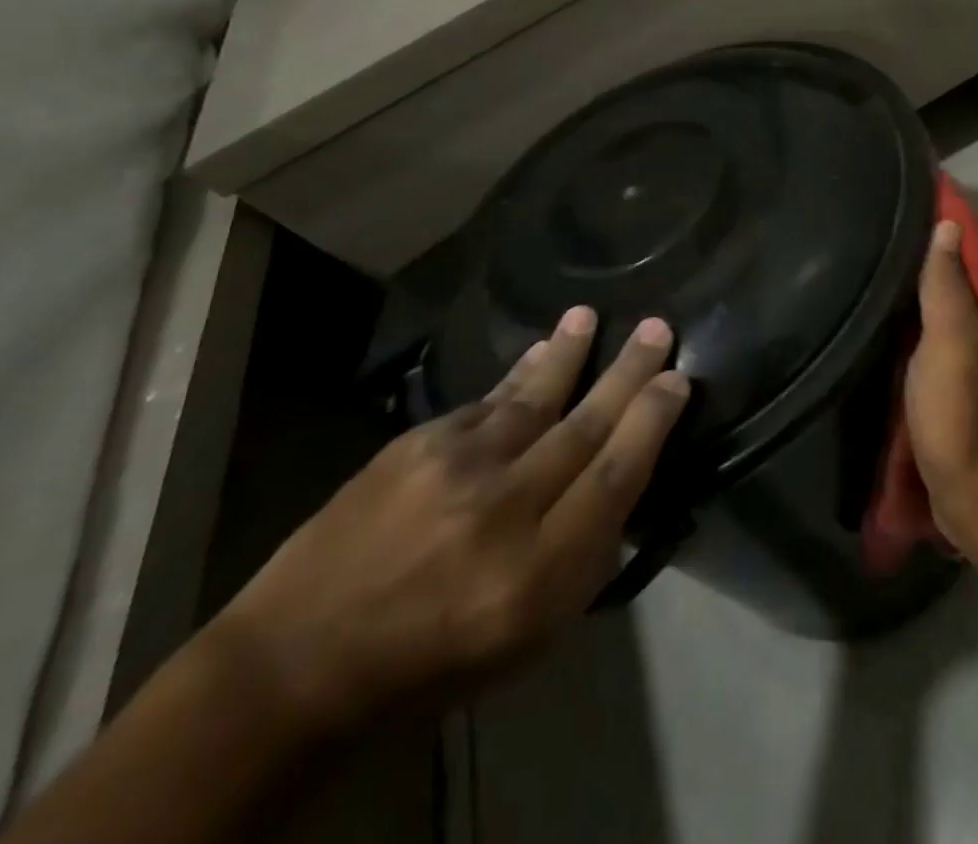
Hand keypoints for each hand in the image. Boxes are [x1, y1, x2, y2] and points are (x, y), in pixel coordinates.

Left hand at [211, 308, 688, 734]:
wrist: (300, 659)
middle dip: (628, 373)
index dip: (651, 423)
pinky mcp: (414, 446)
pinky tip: (539, 352)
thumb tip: (618, 483)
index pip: (615, 478)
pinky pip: (485, 401)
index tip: (677, 382)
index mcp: (537, 573)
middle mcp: (502, 509)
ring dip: (568, 354)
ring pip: (533, 398)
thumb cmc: (432, 661)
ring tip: (590, 317)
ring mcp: (454, 469)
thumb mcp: (527, 638)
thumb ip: (581, 559)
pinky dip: (518, 375)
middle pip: (584, 426)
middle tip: (658, 328)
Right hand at [904, 219, 977, 572]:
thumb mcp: (952, 342)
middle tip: (873, 234)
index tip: (905, 200)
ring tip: (870, 269)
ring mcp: (977, 364)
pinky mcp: (958, 392)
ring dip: (915, 297)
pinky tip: (882, 325)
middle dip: (923, 260)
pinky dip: (911, 332)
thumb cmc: (967, 417)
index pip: (974, 251)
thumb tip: (948, 224)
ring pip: (943, 316)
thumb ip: (948, 284)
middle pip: (958, 283)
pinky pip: (932, 347)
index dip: (944, 224)